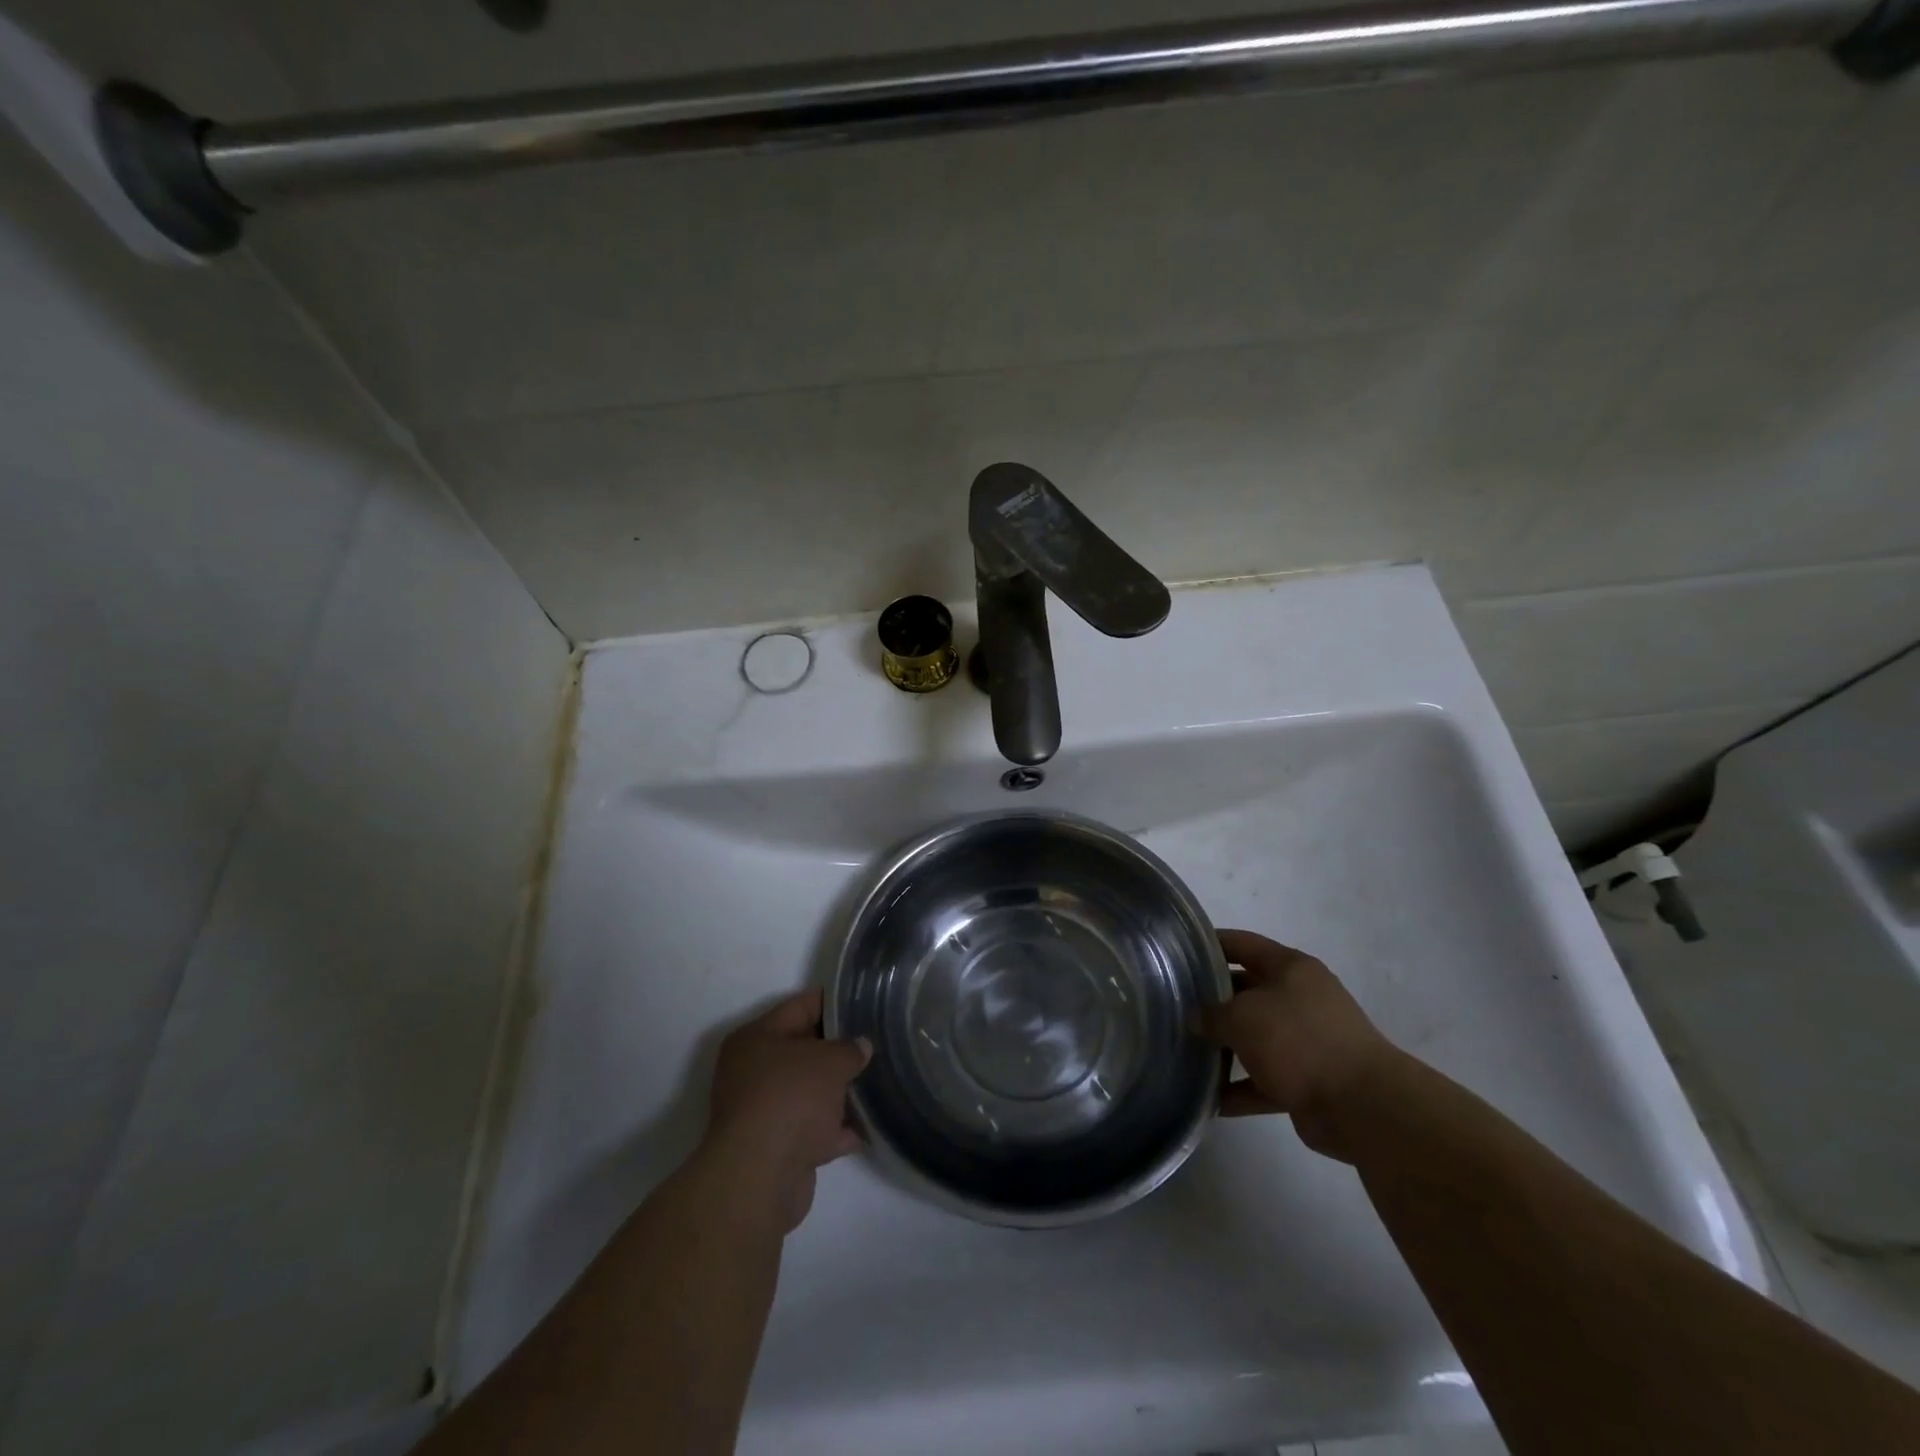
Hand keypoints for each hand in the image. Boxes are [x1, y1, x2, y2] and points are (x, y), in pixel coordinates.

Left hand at [702, 988, 870, 1232]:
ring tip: (878, 1081)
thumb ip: (850, 1048)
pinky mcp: (775, 1147)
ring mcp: (763, 1111)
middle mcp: (753, 1070)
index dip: (834, 1002)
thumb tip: (861, 1046)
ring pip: (809, 1091)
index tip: (864, 1001)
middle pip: (804, 1050)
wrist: (761, 1177)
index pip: (800, 1006)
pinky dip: (836, 1128)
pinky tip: (867, 1126)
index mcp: (756, 1038)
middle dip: (839, 1049)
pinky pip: (812, 1128)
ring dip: (839, 1091)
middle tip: (876, 1041)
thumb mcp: (830, 1061)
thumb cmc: (791, 1098)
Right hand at [1193, 929, 1399, 1161]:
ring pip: (1255, 1037)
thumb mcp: (1242, 1017)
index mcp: (1291, 968)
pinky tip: (1210, 1099)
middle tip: (1173, 1004)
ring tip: (1185, 1050)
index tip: (1178, 951)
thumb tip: (1195, 1019)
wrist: (1362, 1106)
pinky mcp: (1308, 1080)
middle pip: (1247, 990)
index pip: (1242, 944)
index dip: (1210, 943)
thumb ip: (1211, 1014)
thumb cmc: (1298, 1041)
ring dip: (1225, 1047)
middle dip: (1212, 999)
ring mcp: (1306, 1041)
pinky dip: (1241, 1089)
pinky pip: (1265, 1080)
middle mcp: (1300, 998)